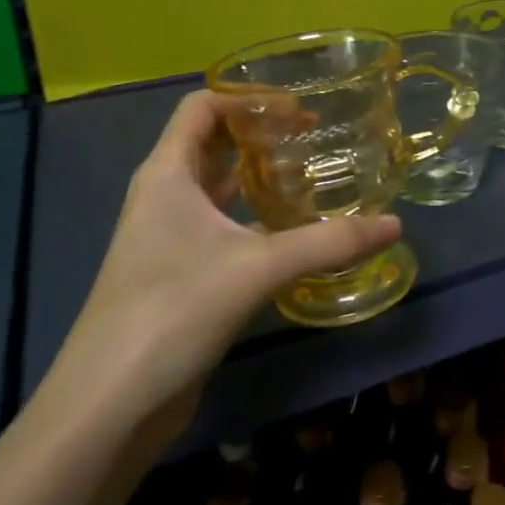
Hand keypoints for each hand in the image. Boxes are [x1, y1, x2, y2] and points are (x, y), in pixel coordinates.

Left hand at [40, 90, 399, 450]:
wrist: (109, 406)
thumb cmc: (173, 311)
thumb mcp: (258, 268)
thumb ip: (329, 243)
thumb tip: (394, 225)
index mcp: (167, 174)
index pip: (201, 107)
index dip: (248, 99)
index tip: (298, 110)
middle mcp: (164, 196)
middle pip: (211, 142)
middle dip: (260, 134)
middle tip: (315, 137)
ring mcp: (168, 237)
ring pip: (218, 187)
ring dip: (259, 175)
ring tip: (312, 174)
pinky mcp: (179, 274)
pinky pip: (222, 226)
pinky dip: (255, 217)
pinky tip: (293, 231)